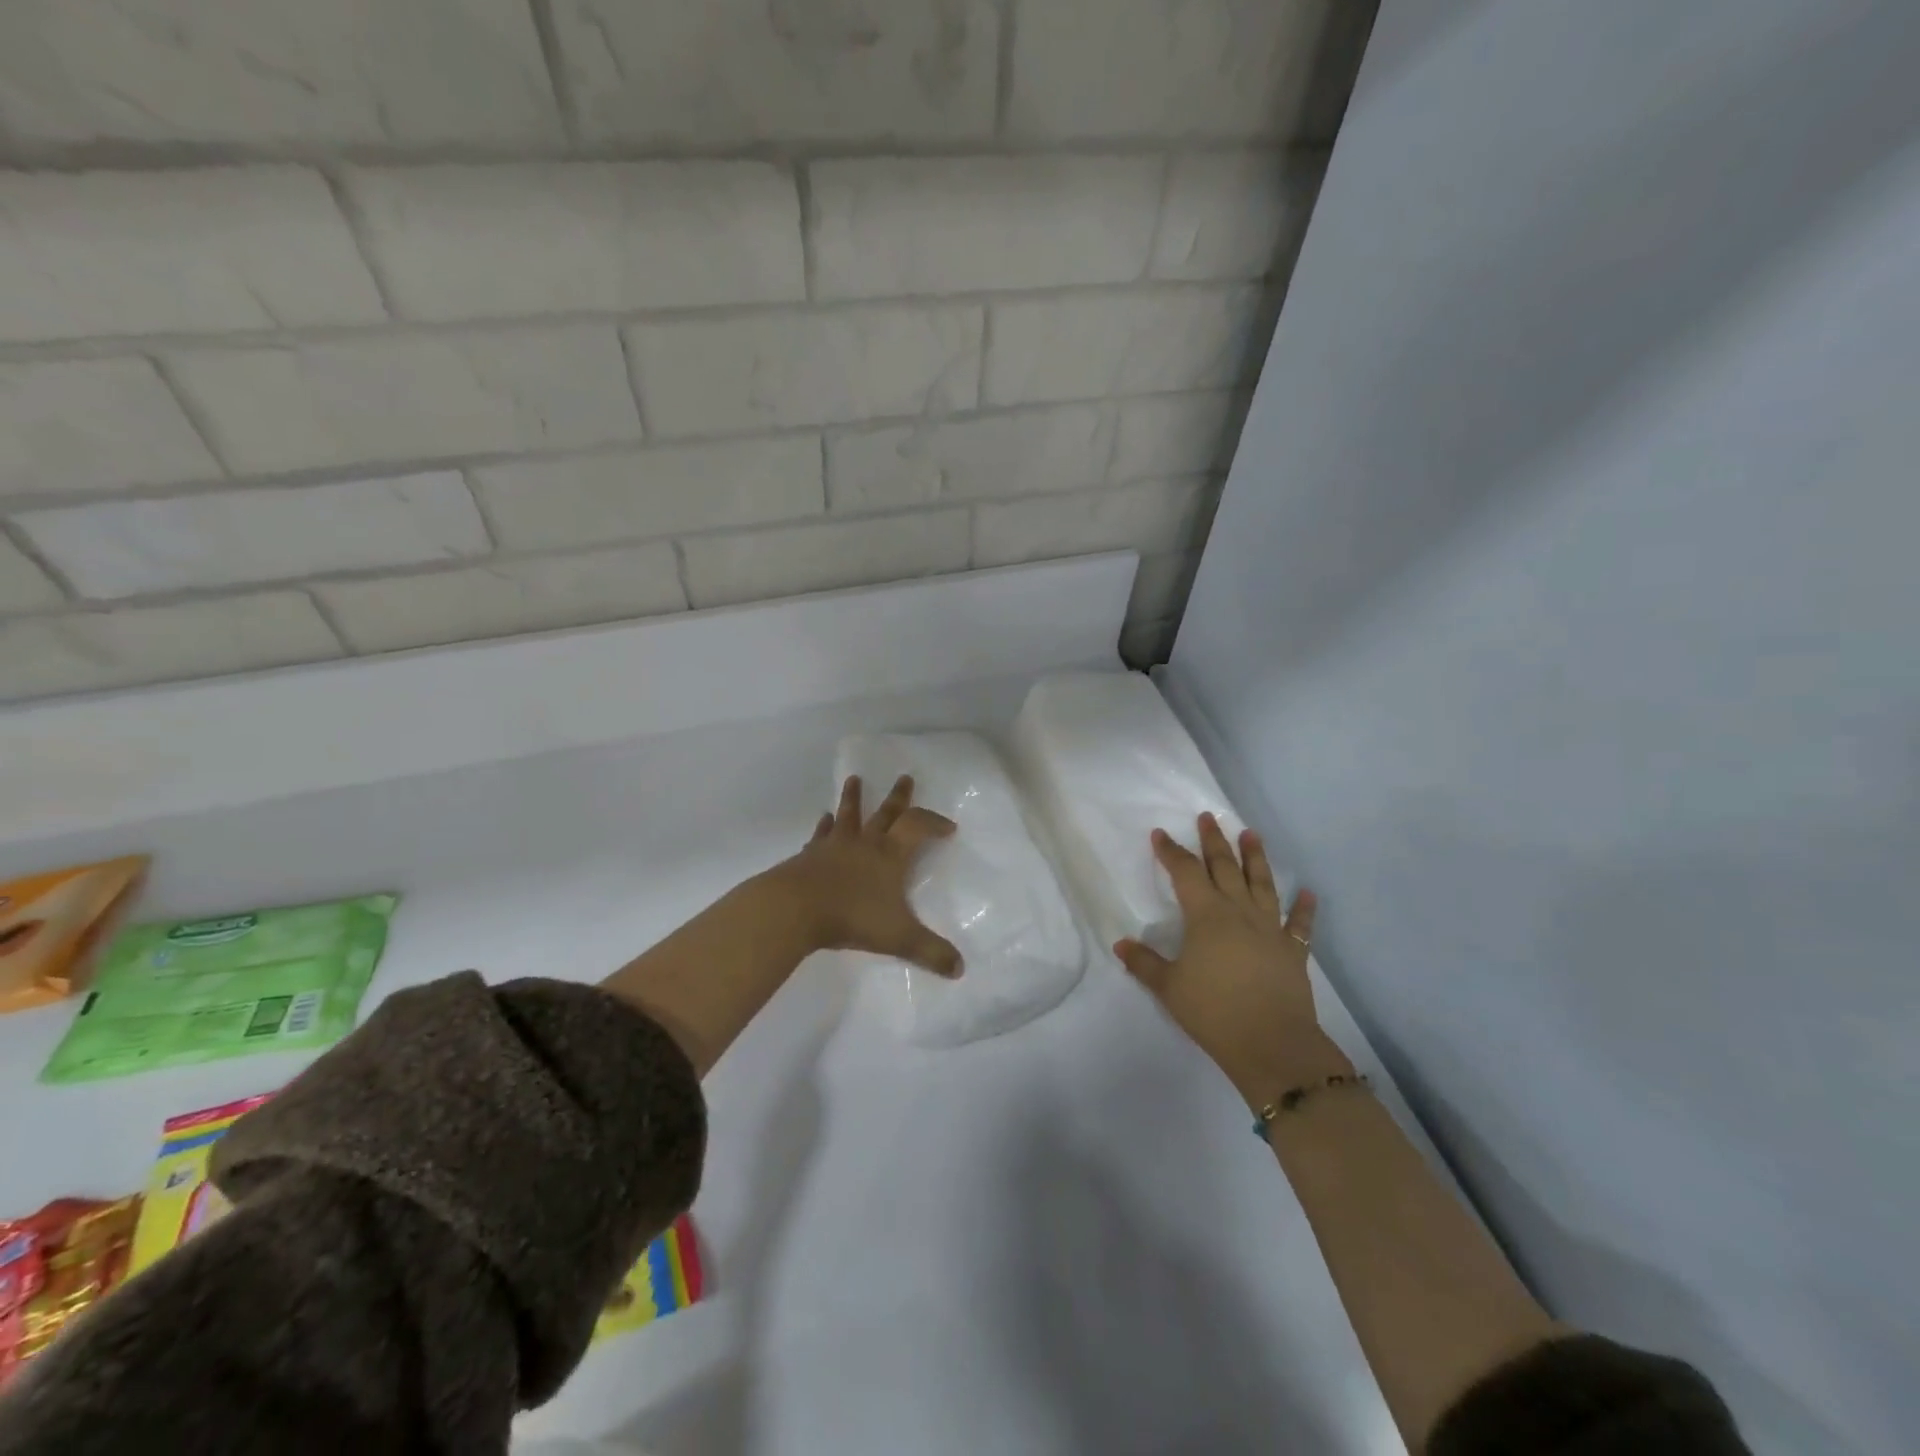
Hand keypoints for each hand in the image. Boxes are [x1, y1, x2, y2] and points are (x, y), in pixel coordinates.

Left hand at [774, 774, 962, 976]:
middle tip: (904, 777)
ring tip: (854, 779)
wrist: (795, 909)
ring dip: (853, 798)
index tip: (948, 827)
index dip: (934, 823)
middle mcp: (864, 843)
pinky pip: (820, 835)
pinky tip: (823, 819)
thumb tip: (960, 969)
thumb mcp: (899, 937)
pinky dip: (824, 826)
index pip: (917, 827)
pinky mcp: (809, 855)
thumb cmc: (852, 917)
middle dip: (898, 797)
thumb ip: (930, 952)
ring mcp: (834, 846)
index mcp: (890, 856)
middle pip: (885, 813)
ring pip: (848, 815)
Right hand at [1114, 813, 1340, 1107]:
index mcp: (1206, 916)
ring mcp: (1270, 929)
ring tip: (1252, 834)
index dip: (1171, 852)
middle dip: (1214, 841)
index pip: (1184, 873)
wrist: (1271, 1044)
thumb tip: (1120, 944)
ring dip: (1256, 858)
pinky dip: (1304, 909)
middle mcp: (1239, 912)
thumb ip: (1144, 963)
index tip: (1160, 834)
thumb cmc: (1213, 1011)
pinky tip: (1309, 894)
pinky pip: (1299, 925)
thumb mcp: (1169, 988)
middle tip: (1208, 817)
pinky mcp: (1292, 951)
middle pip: (1224, 868)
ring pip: (1262, 884)